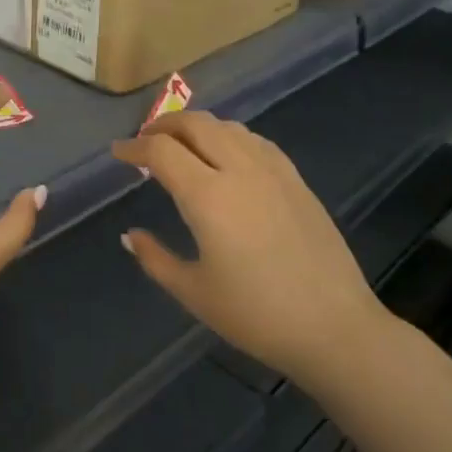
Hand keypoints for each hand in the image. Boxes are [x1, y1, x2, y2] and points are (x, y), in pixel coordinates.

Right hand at [112, 111, 390, 383]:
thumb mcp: (193, 292)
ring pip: (229, 127)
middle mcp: (240, 171)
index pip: (161, 152)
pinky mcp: (297, 181)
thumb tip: (130, 235)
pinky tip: (227, 156)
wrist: (334, 327)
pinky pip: (256, 142)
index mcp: (208, 196)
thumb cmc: (255, 314)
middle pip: (196, 125)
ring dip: (198, 127)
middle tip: (145, 141)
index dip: (133, 147)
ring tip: (182, 145)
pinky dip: (230, 137)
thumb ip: (155, 258)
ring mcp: (274, 172)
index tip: (117, 153)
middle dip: (164, 125)